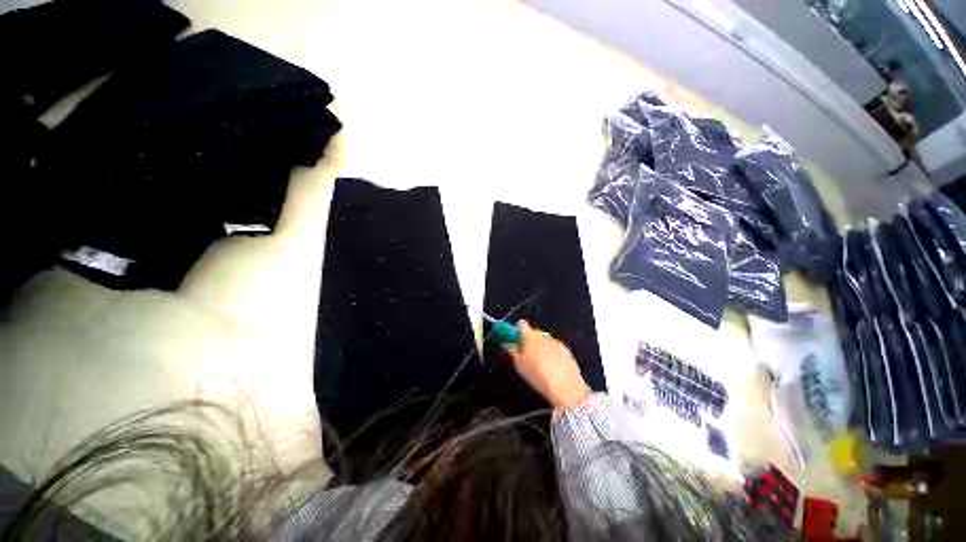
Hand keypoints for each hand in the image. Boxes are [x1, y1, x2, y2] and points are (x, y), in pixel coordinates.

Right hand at [503, 321, 590, 409]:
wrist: (566, 387)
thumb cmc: (538, 376)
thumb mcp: (519, 365)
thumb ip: (512, 351)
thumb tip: (507, 343)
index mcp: (530, 336)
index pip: (521, 324)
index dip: (517, 331)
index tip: (515, 340)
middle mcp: (543, 335)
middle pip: (533, 332)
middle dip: (529, 340)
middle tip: (526, 355)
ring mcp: (556, 341)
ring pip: (544, 339)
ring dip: (541, 346)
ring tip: (540, 363)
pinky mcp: (566, 349)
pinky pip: (554, 346)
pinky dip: (551, 352)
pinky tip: (552, 366)